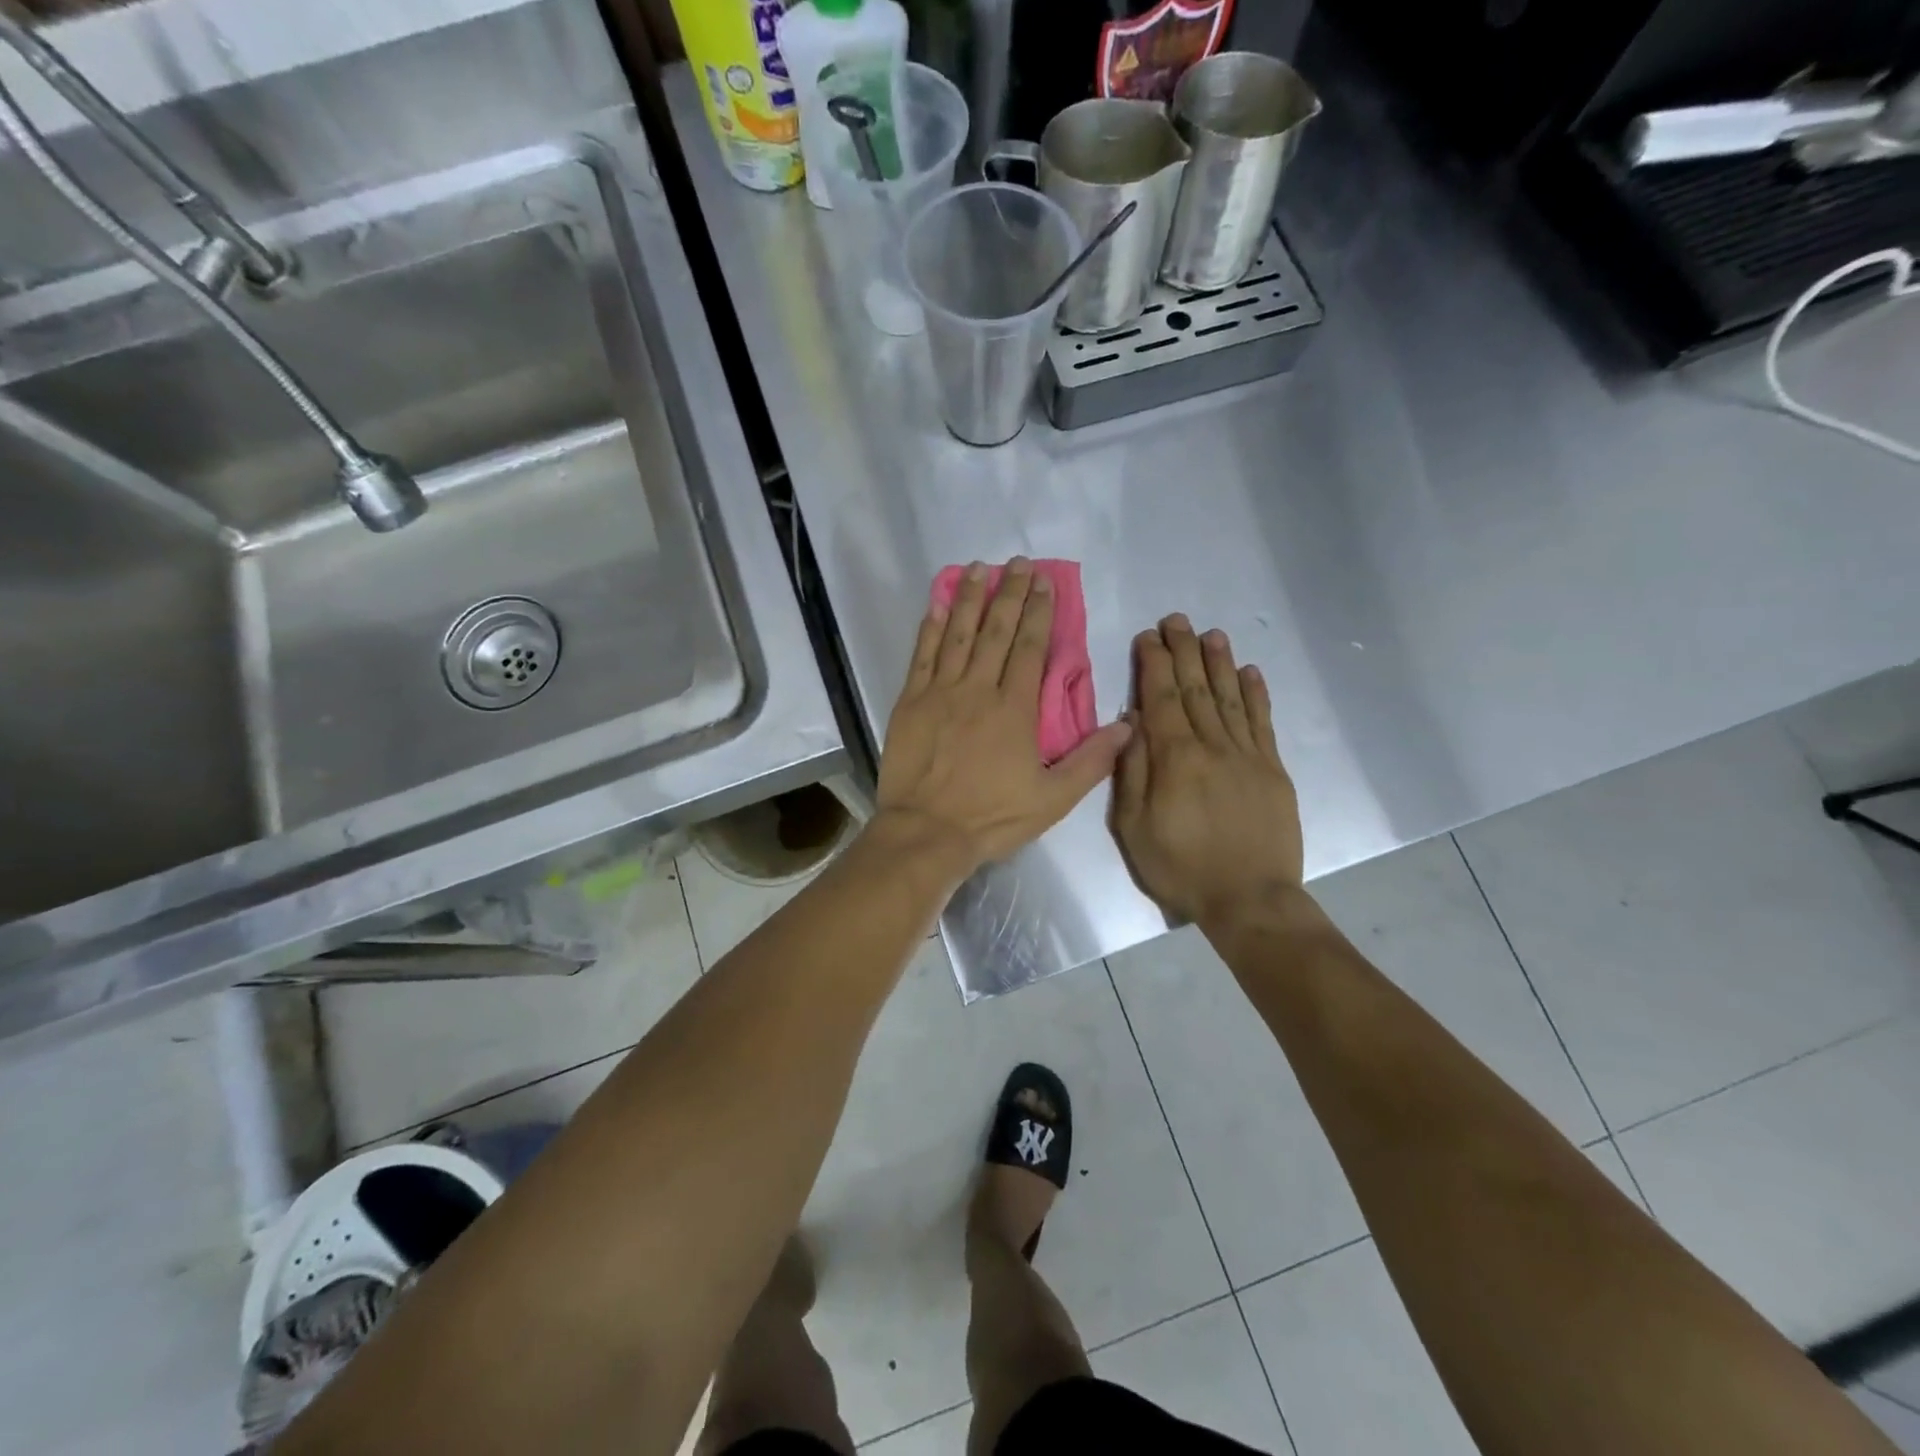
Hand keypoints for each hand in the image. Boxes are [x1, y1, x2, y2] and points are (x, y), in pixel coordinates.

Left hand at [875, 559, 1131, 875]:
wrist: (926, 833)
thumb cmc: (991, 817)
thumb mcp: (1053, 799)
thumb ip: (1092, 761)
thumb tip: (1129, 725)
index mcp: (1014, 709)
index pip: (1030, 647)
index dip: (1039, 611)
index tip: (1044, 582)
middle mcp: (977, 689)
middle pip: (996, 631)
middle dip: (1009, 593)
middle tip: (1017, 562)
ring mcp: (940, 692)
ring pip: (958, 635)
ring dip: (970, 599)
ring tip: (980, 568)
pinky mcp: (910, 702)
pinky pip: (922, 655)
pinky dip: (930, 627)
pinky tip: (938, 606)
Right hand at [1111, 615, 1302, 925]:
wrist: (1249, 900)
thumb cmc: (1180, 867)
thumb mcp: (1133, 827)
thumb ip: (1132, 771)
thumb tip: (1132, 723)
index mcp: (1175, 758)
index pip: (1160, 698)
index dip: (1153, 664)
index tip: (1148, 636)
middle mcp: (1213, 746)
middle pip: (1195, 689)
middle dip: (1183, 651)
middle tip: (1176, 620)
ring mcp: (1247, 756)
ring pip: (1230, 697)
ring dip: (1219, 663)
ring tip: (1211, 634)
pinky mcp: (1272, 770)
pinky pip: (1262, 723)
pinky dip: (1256, 695)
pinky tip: (1249, 672)